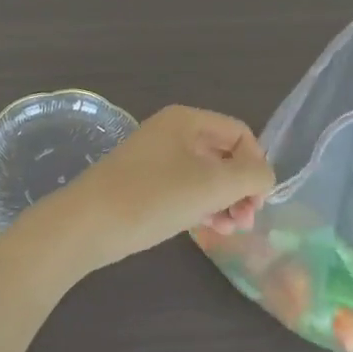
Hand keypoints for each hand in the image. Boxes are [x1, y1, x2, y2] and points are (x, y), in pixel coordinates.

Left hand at [20, 105, 274, 276]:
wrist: (87, 224)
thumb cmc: (153, 197)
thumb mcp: (211, 185)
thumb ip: (250, 175)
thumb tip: (265, 176)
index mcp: (188, 120)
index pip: (240, 134)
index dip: (256, 166)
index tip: (256, 202)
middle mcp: (173, 132)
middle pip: (224, 154)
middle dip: (241, 188)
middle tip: (245, 222)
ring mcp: (157, 158)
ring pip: (206, 175)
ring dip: (224, 201)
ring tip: (228, 230)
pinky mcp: (145, 184)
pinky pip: (186, 189)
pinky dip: (202, 206)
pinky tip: (208, 230)